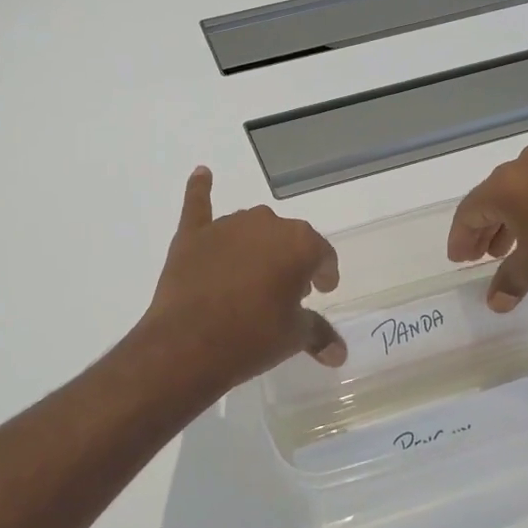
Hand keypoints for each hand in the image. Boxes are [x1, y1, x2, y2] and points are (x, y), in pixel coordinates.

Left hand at [141, 167, 346, 388]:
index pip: (322, 254)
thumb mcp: (293, 337)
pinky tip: (201, 174)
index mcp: (299, 243)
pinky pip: (199, 204)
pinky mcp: (192, 235)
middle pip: (287, 239)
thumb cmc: (252, 338)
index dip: (325, 274)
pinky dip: (200, 189)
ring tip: (253, 276)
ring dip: (256, 246)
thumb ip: (318, 334)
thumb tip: (338, 353)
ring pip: (250, 229)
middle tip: (287, 291)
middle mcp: (266, 223)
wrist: (188, 345)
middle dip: (291, 261)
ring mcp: (226, 226)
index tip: (322, 290)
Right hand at [447, 141, 527, 310]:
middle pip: (494, 196)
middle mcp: (526, 162)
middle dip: (486, 227)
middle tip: (482, 255)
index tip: (460, 259)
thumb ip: (510, 281)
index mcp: (506, 184)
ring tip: (513, 245)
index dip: (461, 238)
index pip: (470, 211)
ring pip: (522, 187)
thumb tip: (495, 301)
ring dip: (512, 217)